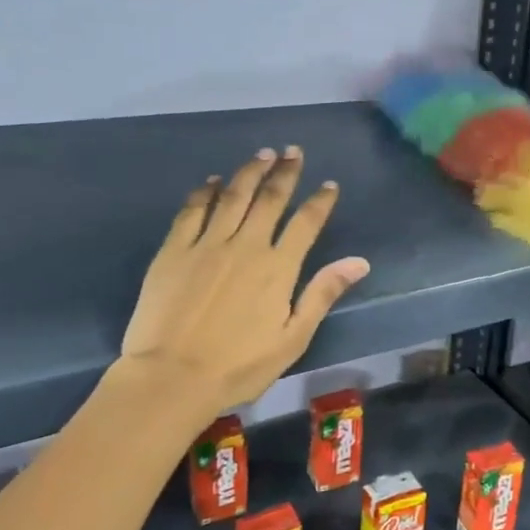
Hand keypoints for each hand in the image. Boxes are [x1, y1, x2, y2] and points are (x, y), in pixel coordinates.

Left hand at [120, 147, 370, 410]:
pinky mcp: (173, 251)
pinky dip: (204, 192)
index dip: (320, 201)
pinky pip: (192, 211)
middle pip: (269, 199)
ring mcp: (206, 244)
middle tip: (293, 152)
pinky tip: (212, 181)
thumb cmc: (239, 366)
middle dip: (285, 172)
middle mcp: (245, 245)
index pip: (305, 223)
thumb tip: (359, 261)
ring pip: (232, 196)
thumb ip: (322, 294)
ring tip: (262, 154)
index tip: (329, 184)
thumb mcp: (293, 338)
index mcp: (278, 268)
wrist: (171, 377)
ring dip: (249, 172)